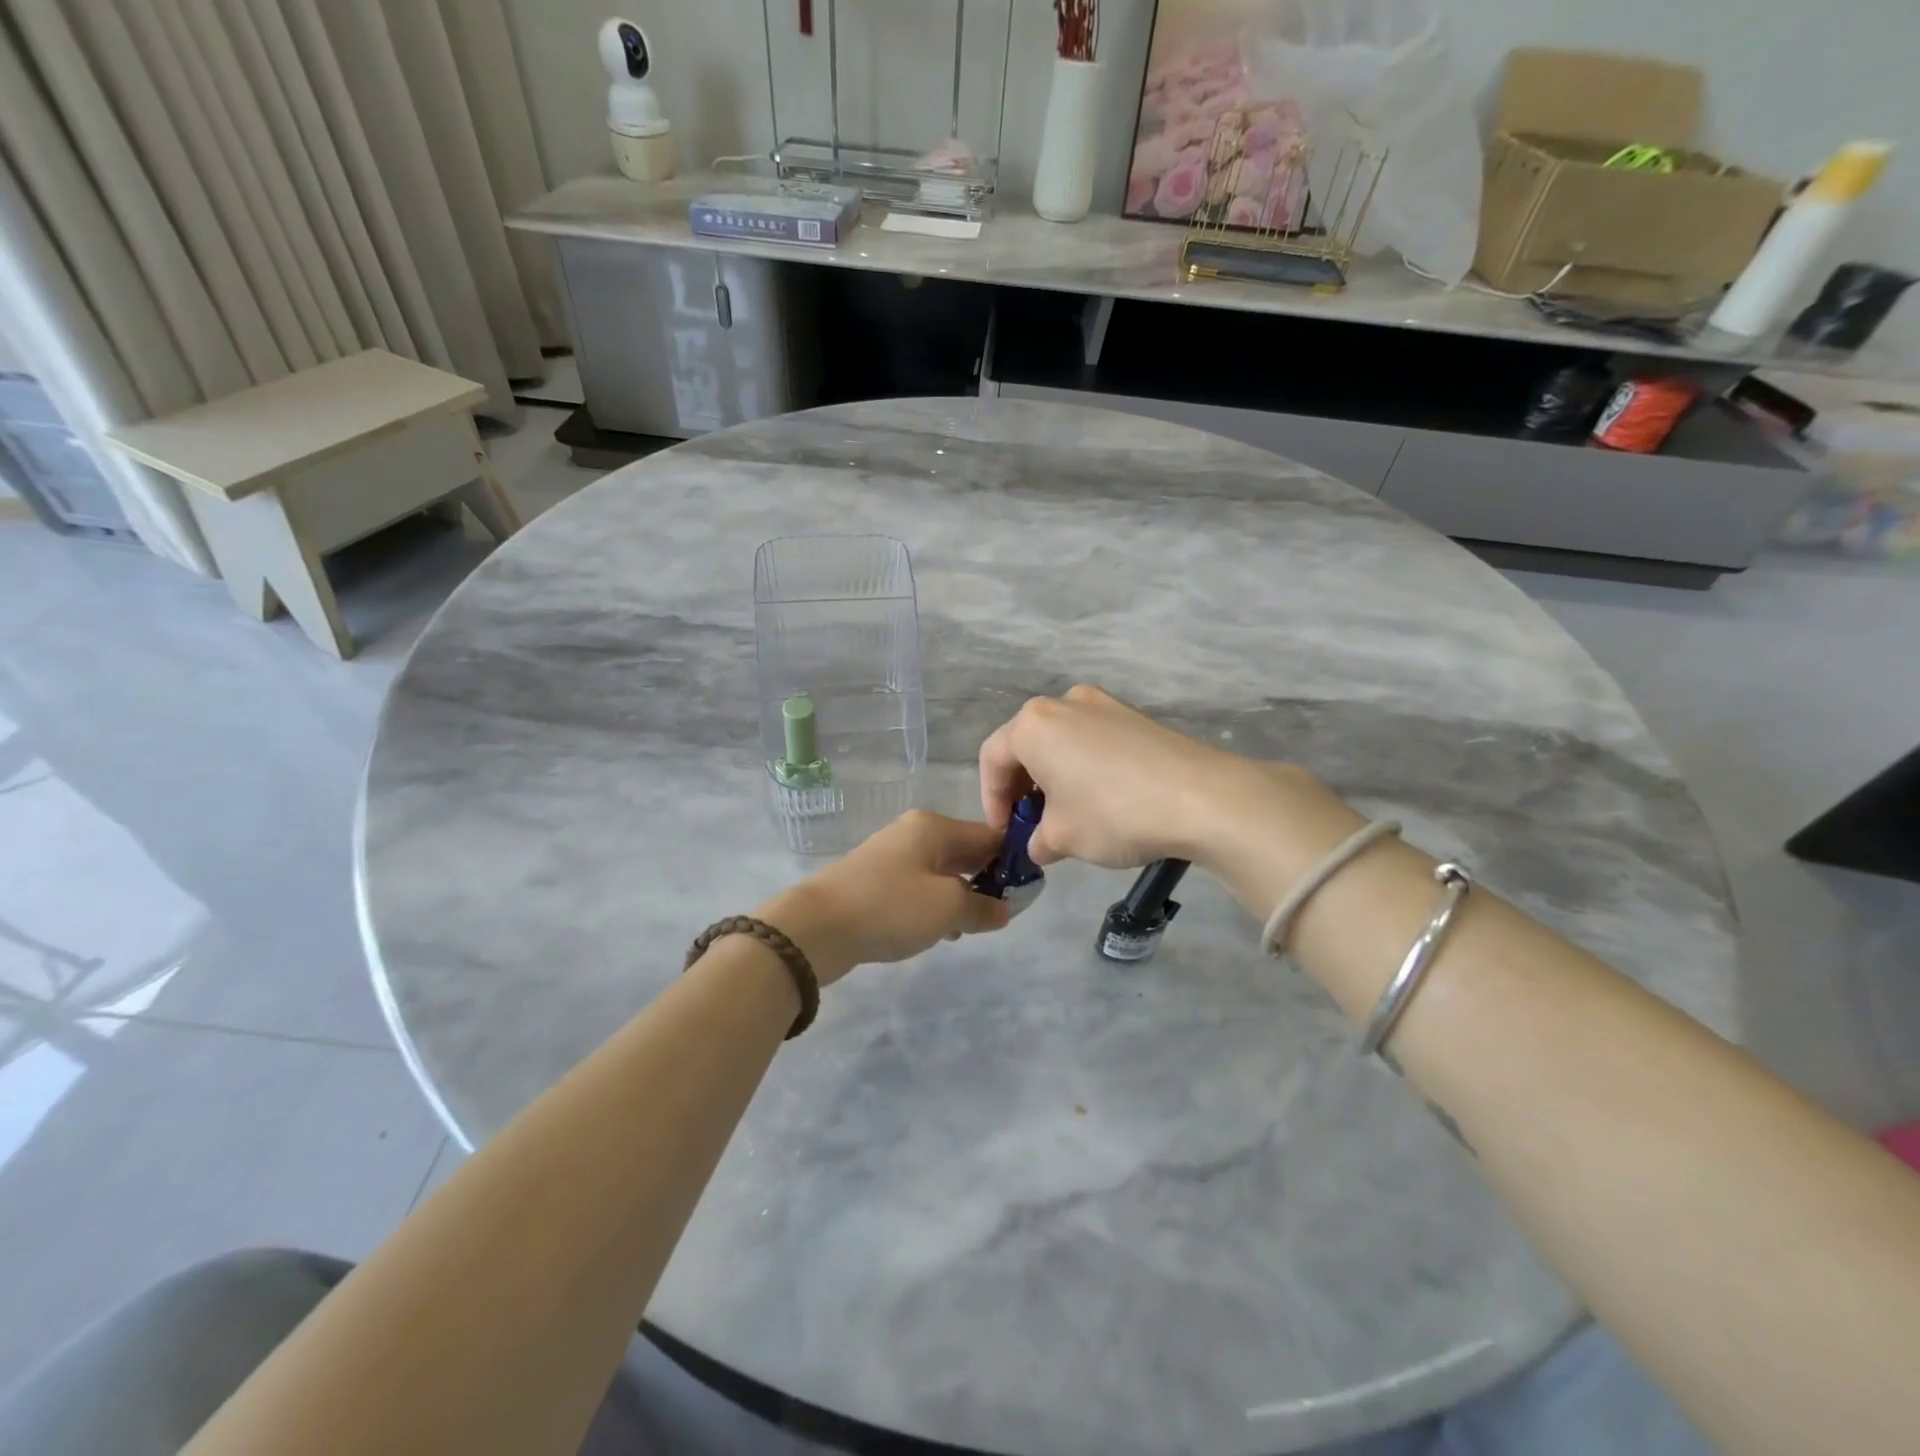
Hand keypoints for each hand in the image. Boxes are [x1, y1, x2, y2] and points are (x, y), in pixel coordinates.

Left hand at [757, 811, 1009, 984]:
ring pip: (942, 872)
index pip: (989, 835)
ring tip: (969, 928)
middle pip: (965, 852)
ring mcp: (891, 856)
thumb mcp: (947, 908)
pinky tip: (937, 932)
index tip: (1028, 890)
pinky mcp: (875, 881)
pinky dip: (934, 905)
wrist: (816, 927)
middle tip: (1001, 913)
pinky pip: (918, 888)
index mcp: (934, 827)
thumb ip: (983, 907)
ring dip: (960, 897)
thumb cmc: (890, 907)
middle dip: (986, 881)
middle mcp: (913, 833)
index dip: (1012, 860)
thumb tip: (1003, 909)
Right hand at [977, 687, 1361, 906]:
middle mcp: (1063, 703)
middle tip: (1031, 825)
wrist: (1203, 797)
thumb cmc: (1114, 814)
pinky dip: (1084, 768)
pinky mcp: (1135, 716)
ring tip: (1068, 815)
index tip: (1005, 835)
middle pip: (1026, 745)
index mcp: (1033, 725)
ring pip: (1061, 742)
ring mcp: (1103, 704)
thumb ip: (1037, 840)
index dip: (991, 801)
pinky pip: (1093, 741)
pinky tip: (1103, 800)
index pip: (992, 760)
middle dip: (1022, 788)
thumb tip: (1040, 843)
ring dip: (1054, 778)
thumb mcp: (1062, 838)